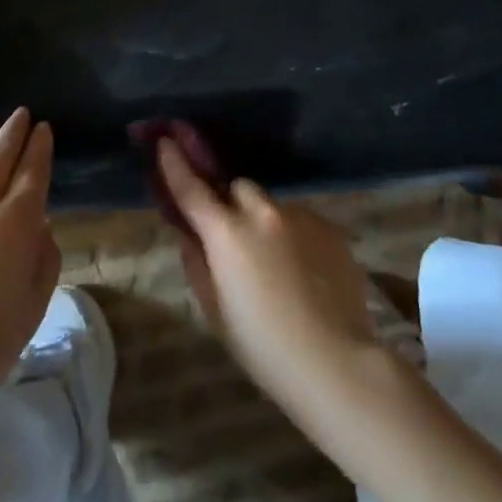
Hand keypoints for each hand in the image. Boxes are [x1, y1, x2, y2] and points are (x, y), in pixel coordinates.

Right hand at [156, 139, 379, 418]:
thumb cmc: (263, 347)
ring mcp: (300, 216)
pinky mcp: (329, 228)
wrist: (335, 362)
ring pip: (271, 206)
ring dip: (264, 223)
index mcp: (226, 233)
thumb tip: (190, 235)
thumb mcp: (215, 311)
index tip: (165, 139)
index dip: (175, 162)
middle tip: (233, 235)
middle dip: (230, 203)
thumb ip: (197, 263)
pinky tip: (304, 275)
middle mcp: (261, 213)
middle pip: (238, 188)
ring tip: (277, 266)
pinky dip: (294, 238)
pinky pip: (300, 222)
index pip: (191, 187)